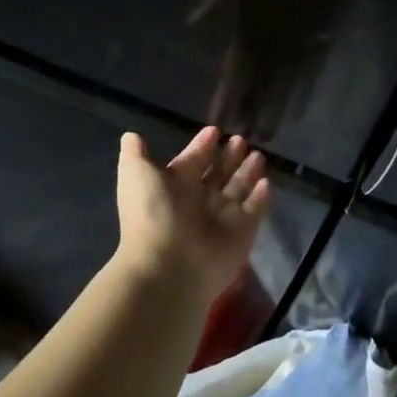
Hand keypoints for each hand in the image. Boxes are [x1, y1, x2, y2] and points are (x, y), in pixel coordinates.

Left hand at [114, 126, 270, 301]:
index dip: (202, 146)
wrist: (169, 266)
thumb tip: (130, 135)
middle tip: (241, 140)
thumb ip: (135, 154)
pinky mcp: (242, 233)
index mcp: (174, 187)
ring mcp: (221, 219)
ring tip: (258, 155)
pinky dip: (261, 197)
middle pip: (217, 174)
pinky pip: (255, 211)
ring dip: (247, 172)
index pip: (192, 161)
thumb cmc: (153, 214)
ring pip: (238, 189)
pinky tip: (266, 181)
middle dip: (229, 157)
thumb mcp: (136, 175)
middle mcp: (198, 202)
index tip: (214, 130)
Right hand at [189, 0, 340, 139]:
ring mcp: (293, 44)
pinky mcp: (317, 41)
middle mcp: (267, 42)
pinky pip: (309, 74)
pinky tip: (295, 114)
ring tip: (264, 138)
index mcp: (246, 29)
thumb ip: (220, 1)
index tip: (215, 121)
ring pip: (280, 86)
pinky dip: (302, 93)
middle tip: (238, 143)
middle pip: (255, 85)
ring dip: (272, 109)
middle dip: (246, 111)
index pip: (233, 71)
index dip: (225, 96)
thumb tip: (190, 25)